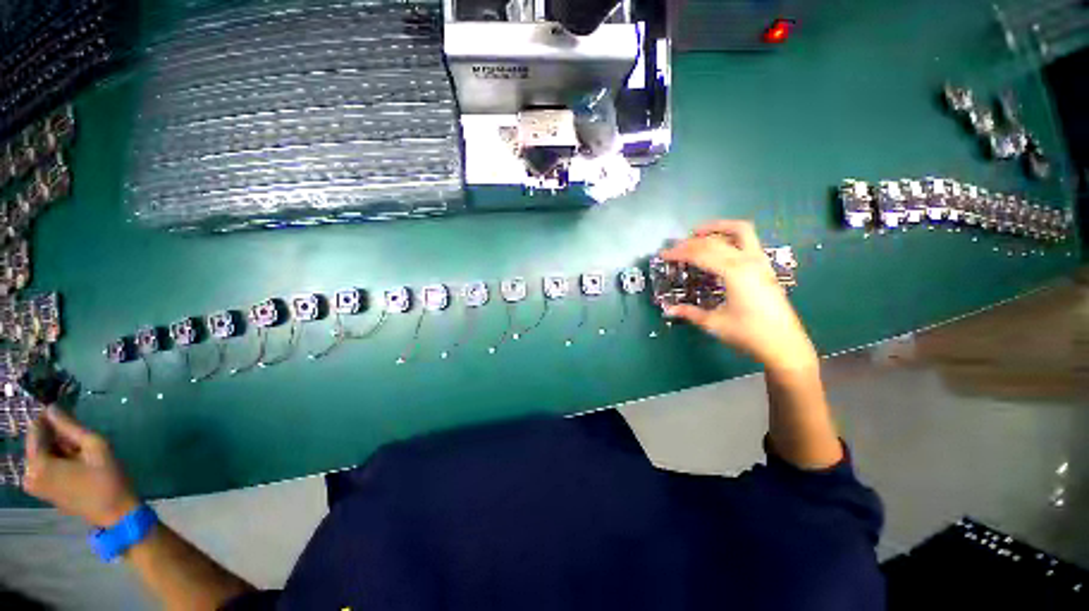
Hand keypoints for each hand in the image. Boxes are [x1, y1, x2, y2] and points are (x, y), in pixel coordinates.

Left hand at [24, 407, 138, 527]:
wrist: (115, 513)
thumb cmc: (107, 478)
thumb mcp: (96, 446)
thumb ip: (71, 426)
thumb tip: (52, 407)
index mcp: (38, 464)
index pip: (36, 429)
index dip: (51, 420)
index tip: (70, 418)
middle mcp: (28, 474)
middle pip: (38, 442)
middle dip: (57, 438)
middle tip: (82, 443)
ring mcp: (33, 486)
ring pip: (42, 454)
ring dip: (59, 450)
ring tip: (82, 456)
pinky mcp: (41, 491)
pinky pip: (45, 466)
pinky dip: (59, 461)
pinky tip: (77, 467)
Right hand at [660, 220, 817, 372]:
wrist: (784, 344)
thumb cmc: (748, 334)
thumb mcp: (714, 323)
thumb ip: (690, 313)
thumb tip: (668, 309)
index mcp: (734, 273)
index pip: (701, 253)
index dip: (679, 252)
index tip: (663, 254)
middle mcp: (749, 260)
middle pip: (715, 241)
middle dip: (691, 241)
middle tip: (674, 248)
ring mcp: (760, 261)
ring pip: (740, 231)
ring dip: (717, 228)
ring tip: (698, 233)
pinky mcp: (765, 266)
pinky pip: (748, 240)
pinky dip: (730, 236)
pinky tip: (720, 247)